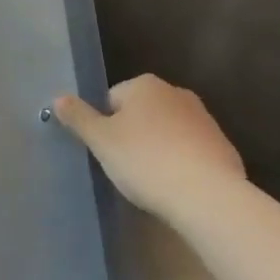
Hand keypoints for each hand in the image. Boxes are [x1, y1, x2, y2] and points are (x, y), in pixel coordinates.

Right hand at [54, 73, 243, 221]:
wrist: (207, 195)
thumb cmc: (146, 161)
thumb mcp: (102, 141)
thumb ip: (78, 117)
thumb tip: (57, 97)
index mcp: (144, 85)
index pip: (112, 99)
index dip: (106, 127)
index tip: (108, 153)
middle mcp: (175, 91)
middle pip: (142, 112)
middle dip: (133, 136)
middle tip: (127, 168)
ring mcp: (203, 117)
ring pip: (168, 131)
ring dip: (159, 149)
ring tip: (154, 181)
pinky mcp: (222, 145)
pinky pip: (192, 151)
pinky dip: (184, 164)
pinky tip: (179, 188)